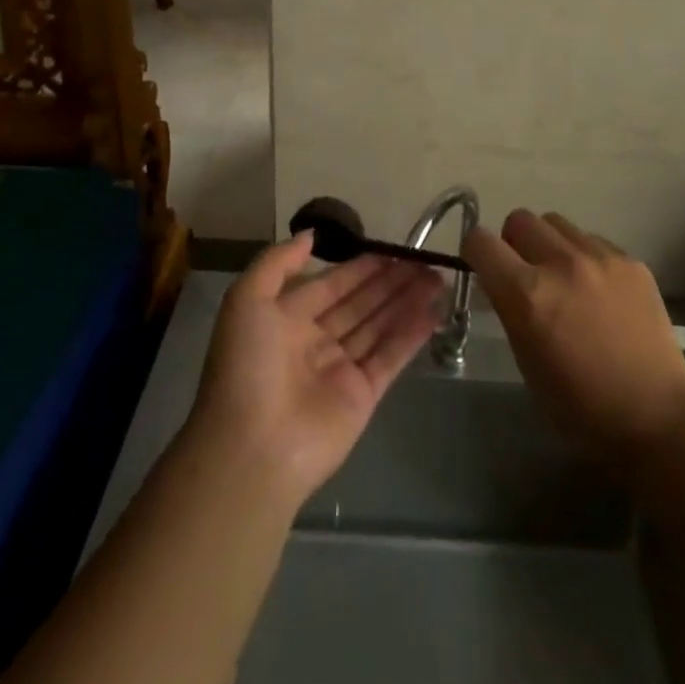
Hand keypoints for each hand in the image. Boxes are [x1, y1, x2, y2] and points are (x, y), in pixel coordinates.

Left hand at [184, 232, 443, 509]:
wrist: (252, 449)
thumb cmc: (246, 366)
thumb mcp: (246, 300)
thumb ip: (277, 262)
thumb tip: (311, 235)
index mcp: (287, 319)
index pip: (332, 284)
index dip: (361, 266)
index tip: (393, 249)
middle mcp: (315, 341)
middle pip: (361, 303)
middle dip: (391, 281)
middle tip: (426, 261)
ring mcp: (341, 370)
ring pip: (380, 326)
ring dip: (407, 301)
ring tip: (438, 279)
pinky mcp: (363, 396)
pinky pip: (390, 357)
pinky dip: (412, 334)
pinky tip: (434, 312)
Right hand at [463, 210, 684, 471]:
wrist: (656, 418)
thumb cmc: (580, 406)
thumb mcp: (526, 361)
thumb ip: (509, 309)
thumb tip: (499, 282)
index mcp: (527, 294)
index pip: (481, 241)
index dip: (476, 252)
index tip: (482, 266)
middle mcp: (560, 263)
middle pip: (519, 220)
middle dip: (514, 242)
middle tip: (526, 273)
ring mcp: (600, 257)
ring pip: (556, 223)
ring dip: (549, 244)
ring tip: (564, 278)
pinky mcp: (630, 261)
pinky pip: (592, 239)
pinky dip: (584, 256)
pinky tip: (598, 291)